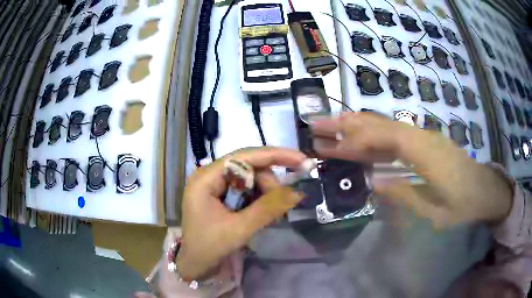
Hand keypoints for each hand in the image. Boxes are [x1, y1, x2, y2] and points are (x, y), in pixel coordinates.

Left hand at [177, 147, 305, 279]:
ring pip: (250, 179)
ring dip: (266, 194)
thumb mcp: (239, 229)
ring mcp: (215, 186)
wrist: (195, 266)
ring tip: (273, 216)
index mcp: (206, 178)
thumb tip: (297, 192)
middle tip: (283, 205)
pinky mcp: (221, 197)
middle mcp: (210, 176)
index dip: (275, 155)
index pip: (244, 156)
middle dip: (269, 184)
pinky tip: (265, 215)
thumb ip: (268, 208)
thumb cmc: (209, 247)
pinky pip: (246, 191)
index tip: (301, 160)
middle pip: (249, 167)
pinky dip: (260, 200)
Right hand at [311, 112, 513, 228]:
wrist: (486, 190)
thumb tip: (373, 183)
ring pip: (386, 125)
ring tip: (330, 126)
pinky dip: (373, 134)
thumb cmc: (463, 205)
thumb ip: (405, 195)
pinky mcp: (425, 141)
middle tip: (317, 125)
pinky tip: (360, 139)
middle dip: (348, 123)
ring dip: (357, 124)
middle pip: (382, 124)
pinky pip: (394, 134)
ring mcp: (424, 136)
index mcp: (428, 154)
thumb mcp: (435, 212)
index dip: (357, 139)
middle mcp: (423, 137)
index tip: (331, 146)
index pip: (387, 137)